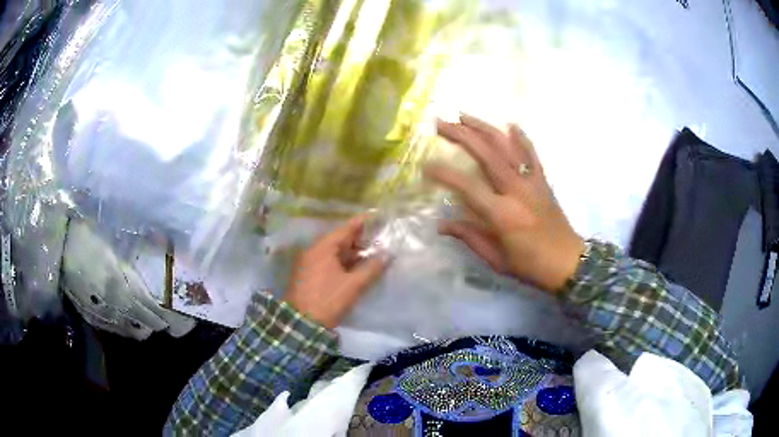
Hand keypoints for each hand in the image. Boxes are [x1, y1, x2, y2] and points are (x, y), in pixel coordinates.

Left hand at [283, 215, 388, 328]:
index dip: (362, 223)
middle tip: (378, 238)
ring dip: (351, 252)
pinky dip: (342, 261)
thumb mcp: (353, 285)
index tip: (377, 216)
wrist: (301, 322)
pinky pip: (327, 261)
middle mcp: (313, 250)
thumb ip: (372, 268)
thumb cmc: (328, 299)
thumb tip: (388, 255)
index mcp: (323, 248)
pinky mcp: (307, 274)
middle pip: (339, 239)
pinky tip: (355, 267)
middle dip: (359, 239)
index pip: (346, 229)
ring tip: (371, 253)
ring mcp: (308, 262)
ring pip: (333, 251)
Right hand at [424, 114, 584, 291]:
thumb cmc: (530, 266)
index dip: (444, 173)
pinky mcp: (542, 181)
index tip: (426, 166)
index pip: (468, 186)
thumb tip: (441, 224)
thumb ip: (469, 237)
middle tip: (440, 123)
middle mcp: (516, 191)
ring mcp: (532, 182)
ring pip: (507, 146)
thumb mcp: (496, 260)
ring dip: (484, 128)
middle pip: (487, 154)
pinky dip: (521, 137)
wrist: (568, 263)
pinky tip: (510, 124)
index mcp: (502, 214)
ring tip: (464, 116)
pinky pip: (531, 153)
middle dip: (461, 135)